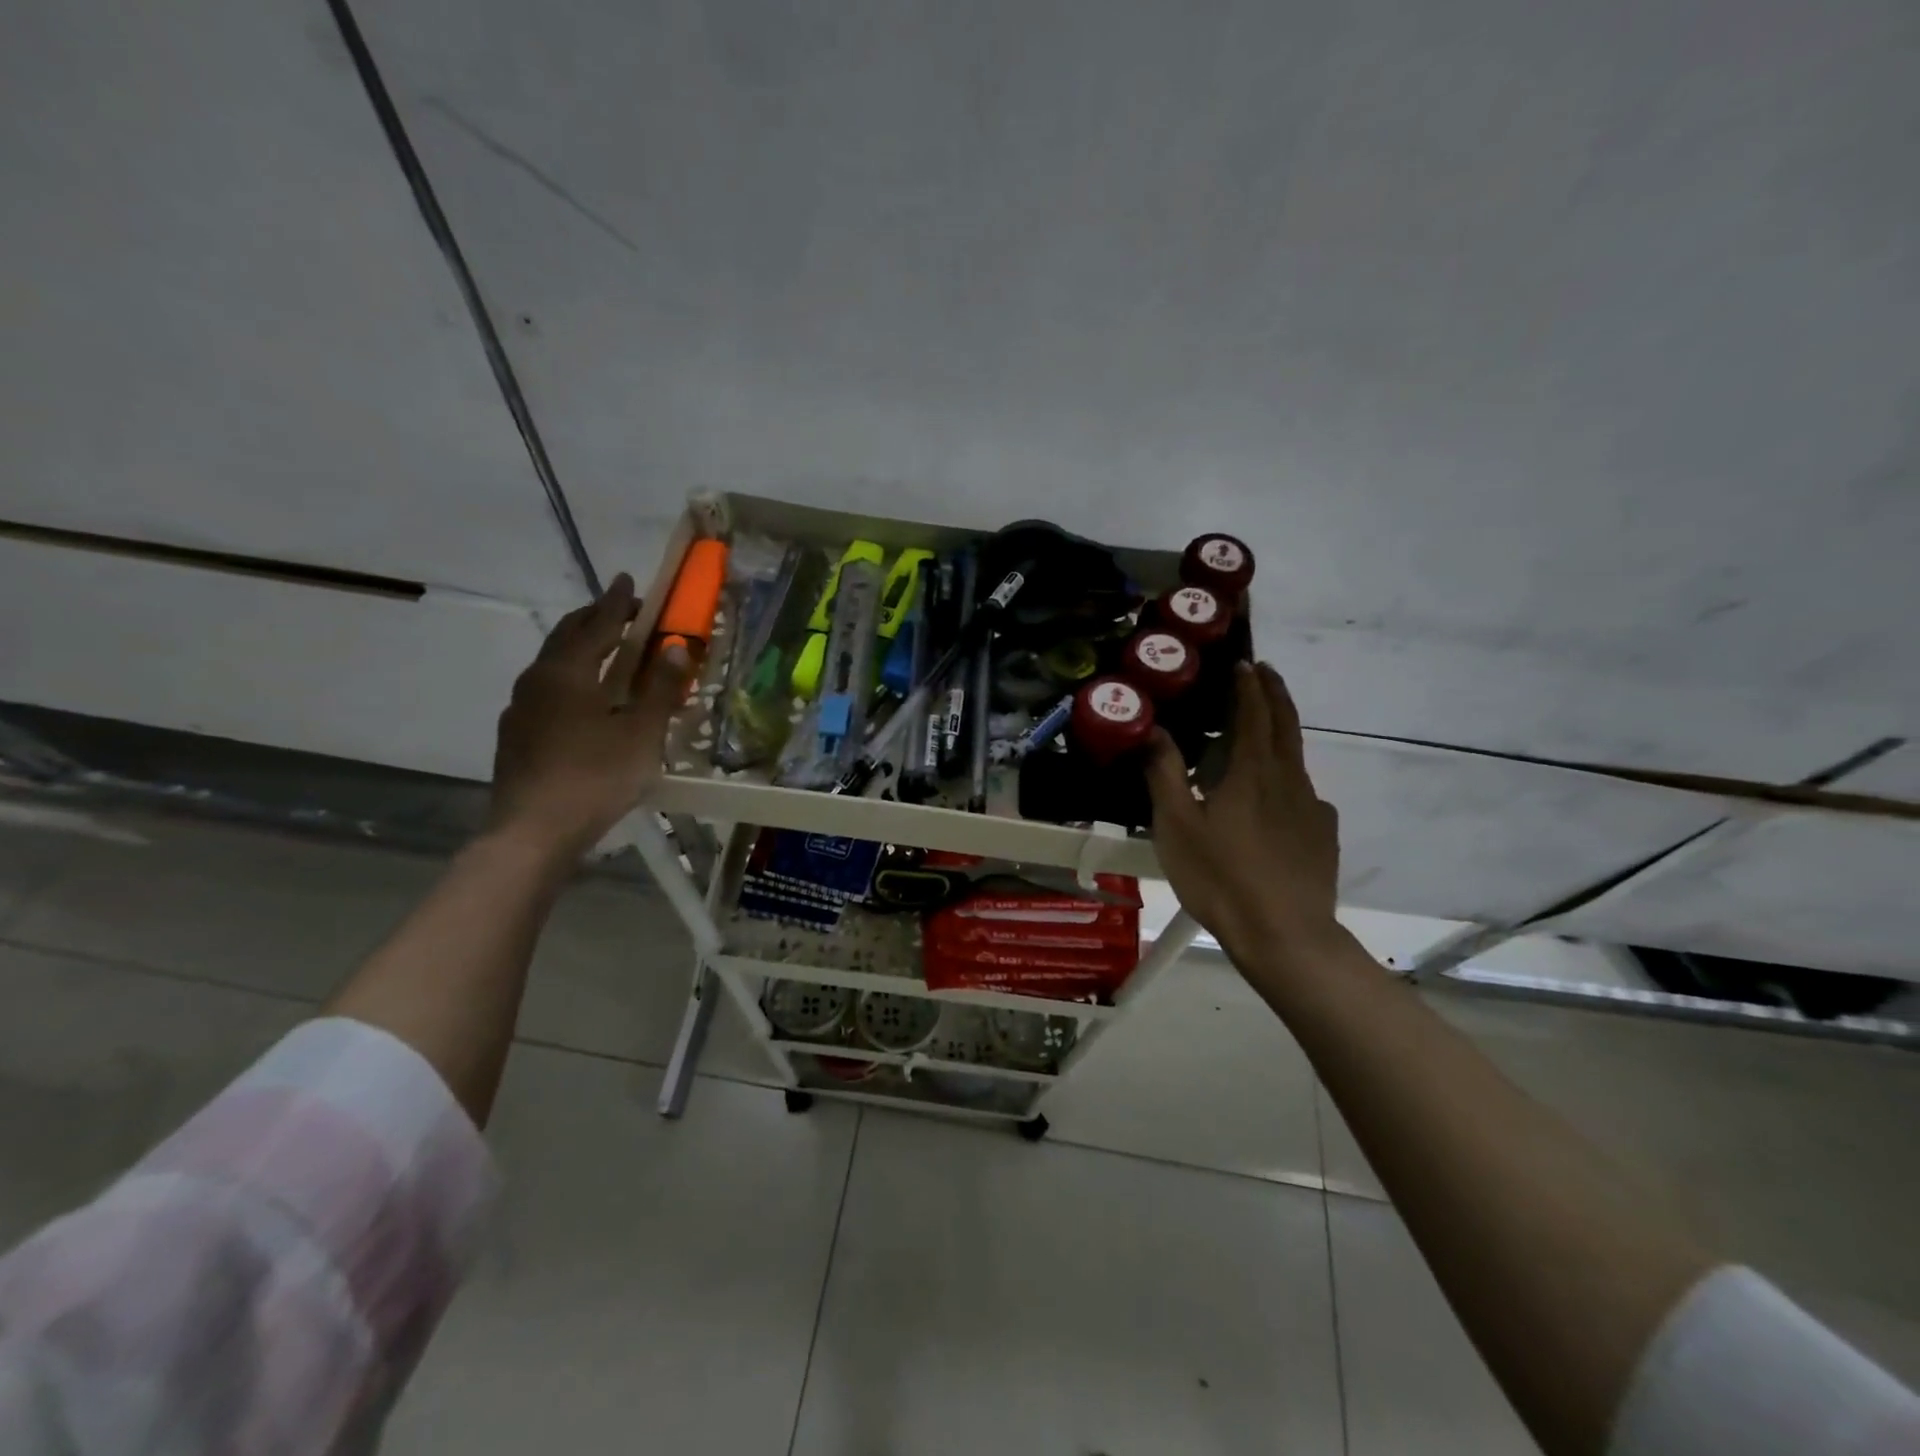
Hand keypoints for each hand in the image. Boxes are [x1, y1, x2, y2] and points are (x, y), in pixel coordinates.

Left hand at [488, 573, 692, 855]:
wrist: (533, 832)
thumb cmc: (595, 776)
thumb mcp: (641, 732)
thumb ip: (661, 688)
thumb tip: (675, 646)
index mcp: (567, 672)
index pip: (596, 625)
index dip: (616, 603)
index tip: (628, 581)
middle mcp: (537, 681)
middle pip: (566, 638)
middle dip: (594, 620)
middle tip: (619, 612)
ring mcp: (521, 710)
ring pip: (553, 666)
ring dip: (580, 650)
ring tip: (604, 651)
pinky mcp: (517, 737)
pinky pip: (547, 692)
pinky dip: (570, 680)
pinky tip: (583, 700)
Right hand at [1146, 661, 1342, 965]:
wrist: (1285, 936)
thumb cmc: (1221, 877)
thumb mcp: (1176, 826)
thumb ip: (1165, 773)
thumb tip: (1155, 730)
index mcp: (1253, 771)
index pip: (1255, 713)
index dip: (1250, 685)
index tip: (1245, 663)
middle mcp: (1289, 780)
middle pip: (1286, 724)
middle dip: (1275, 693)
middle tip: (1264, 672)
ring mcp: (1312, 809)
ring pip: (1296, 759)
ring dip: (1281, 734)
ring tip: (1261, 734)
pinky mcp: (1323, 836)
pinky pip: (1304, 795)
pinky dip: (1288, 780)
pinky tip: (1275, 802)